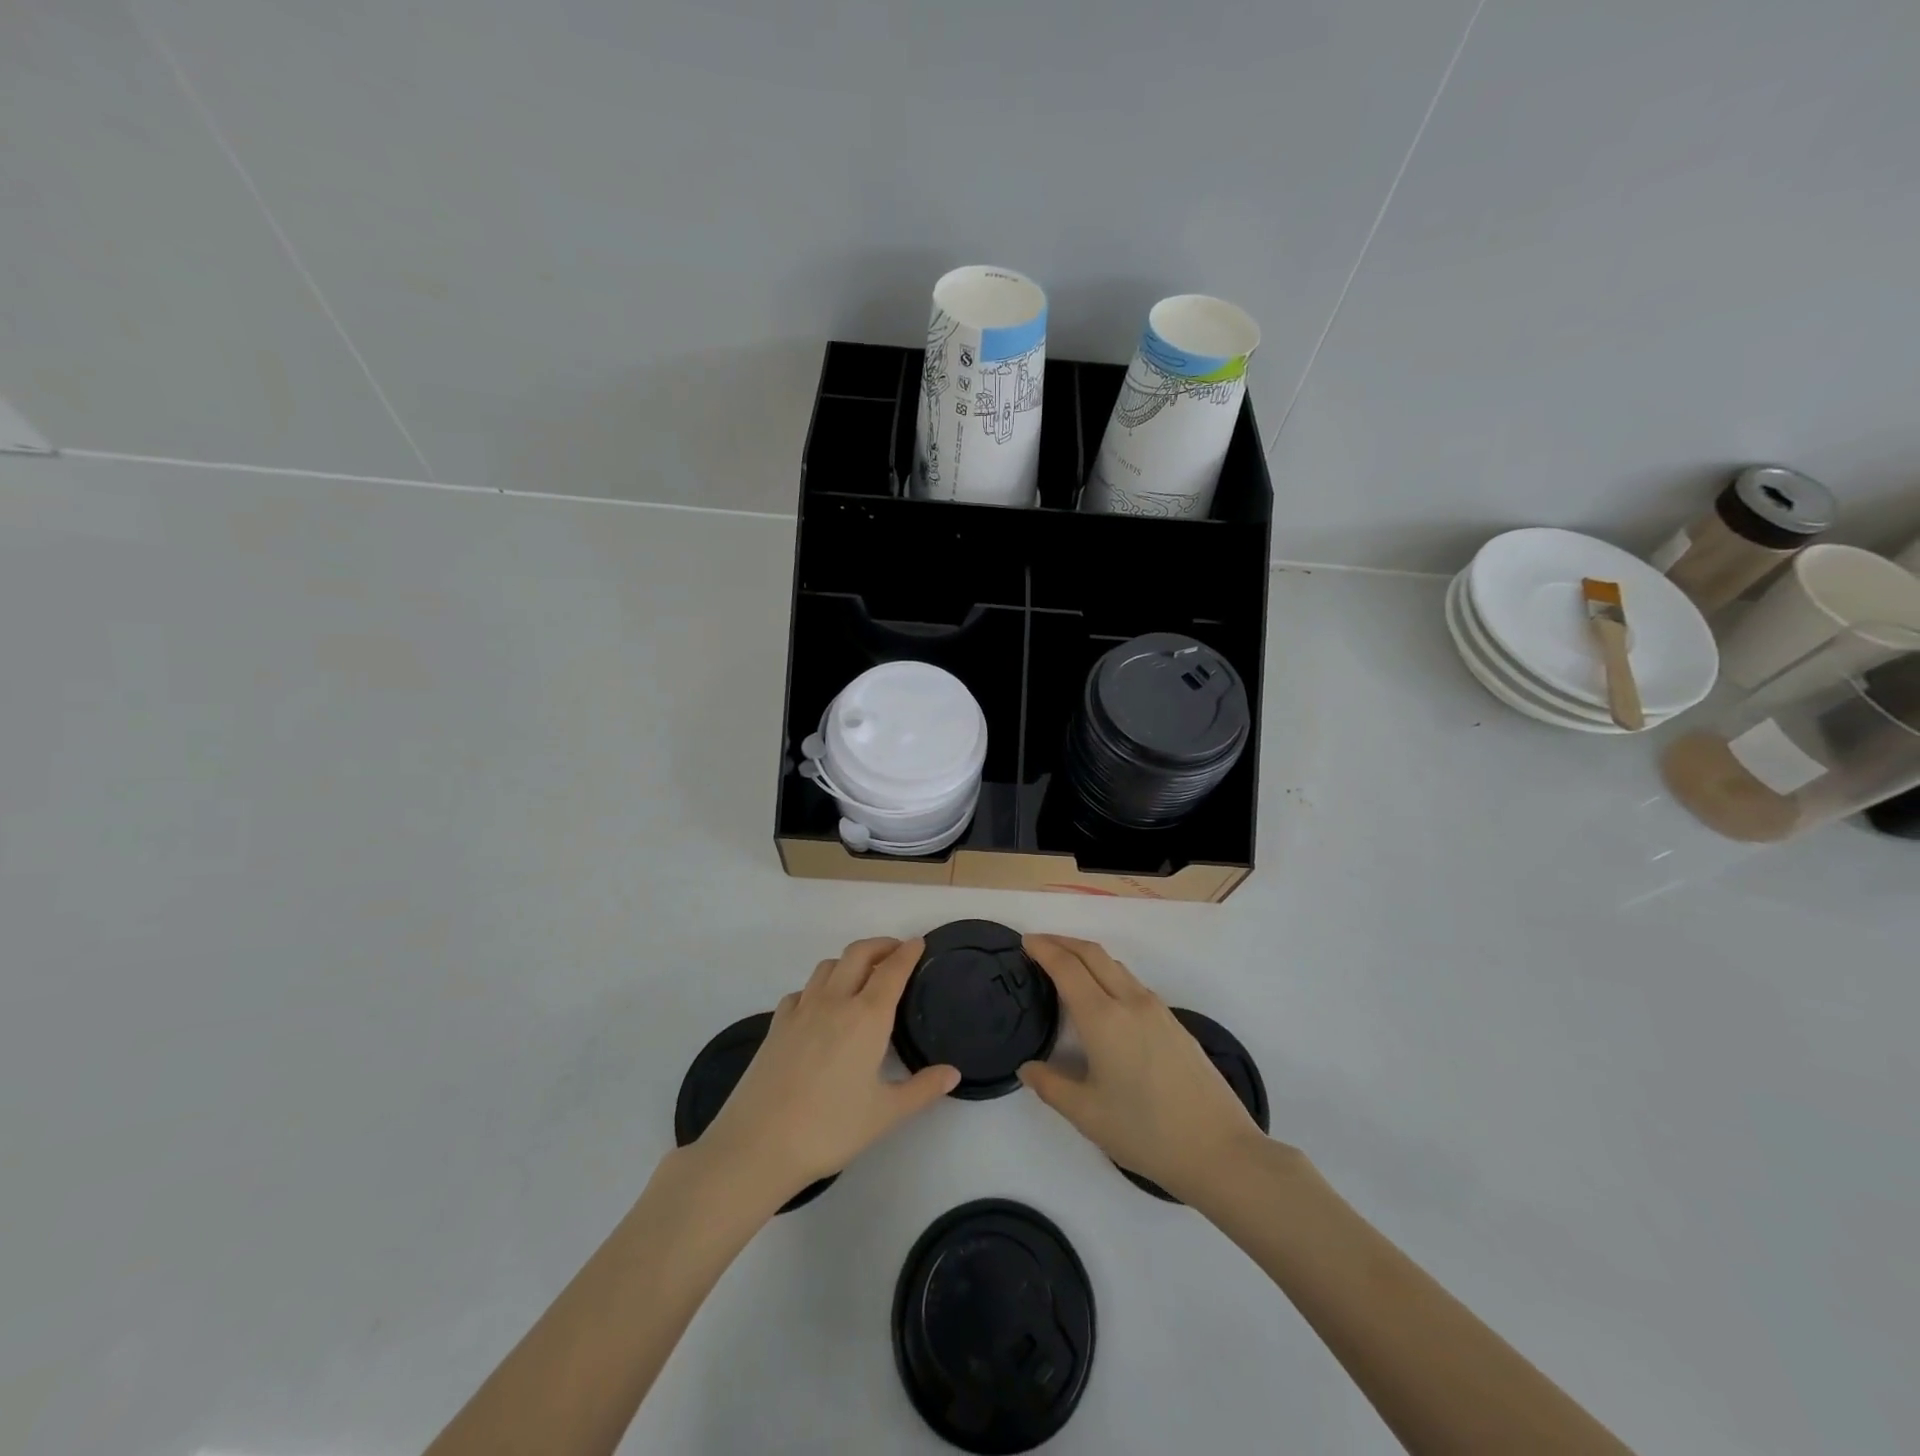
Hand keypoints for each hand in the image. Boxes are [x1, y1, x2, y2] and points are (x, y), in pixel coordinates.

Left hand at [696, 938, 958, 1207]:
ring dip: (849, 961)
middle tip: (896, 952)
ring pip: (828, 966)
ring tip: (861, 976)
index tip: (919, 943)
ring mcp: (801, 1010)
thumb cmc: (830, 1129)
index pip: (892, 970)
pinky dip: (818, 987)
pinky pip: (802, 991)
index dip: (908, 953)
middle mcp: (835, 1002)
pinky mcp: (776, 1025)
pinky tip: (820, 1007)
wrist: (758, 1145)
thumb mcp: (885, 1114)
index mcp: (867, 1017)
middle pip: (858, 954)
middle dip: (880, 945)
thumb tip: (953, 1073)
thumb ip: (922, 1089)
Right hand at [1019, 934, 1265, 1203]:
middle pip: (1093, 953)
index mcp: (1104, 1019)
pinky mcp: (1175, 1023)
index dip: (1043, 949)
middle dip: (1063, 942)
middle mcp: (1131, 1002)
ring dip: (1087, 956)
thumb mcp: (1088, 1115)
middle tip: (1039, 944)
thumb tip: (1027, 1068)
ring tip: (1066, 967)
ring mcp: (1158, 1010)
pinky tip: (1103, 998)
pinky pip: (1132, 983)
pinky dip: (1108, 974)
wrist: (1220, 1150)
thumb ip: (1051, 1087)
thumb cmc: (1147, 1133)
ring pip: (1116, 966)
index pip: (1067, 967)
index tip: (1025, 941)